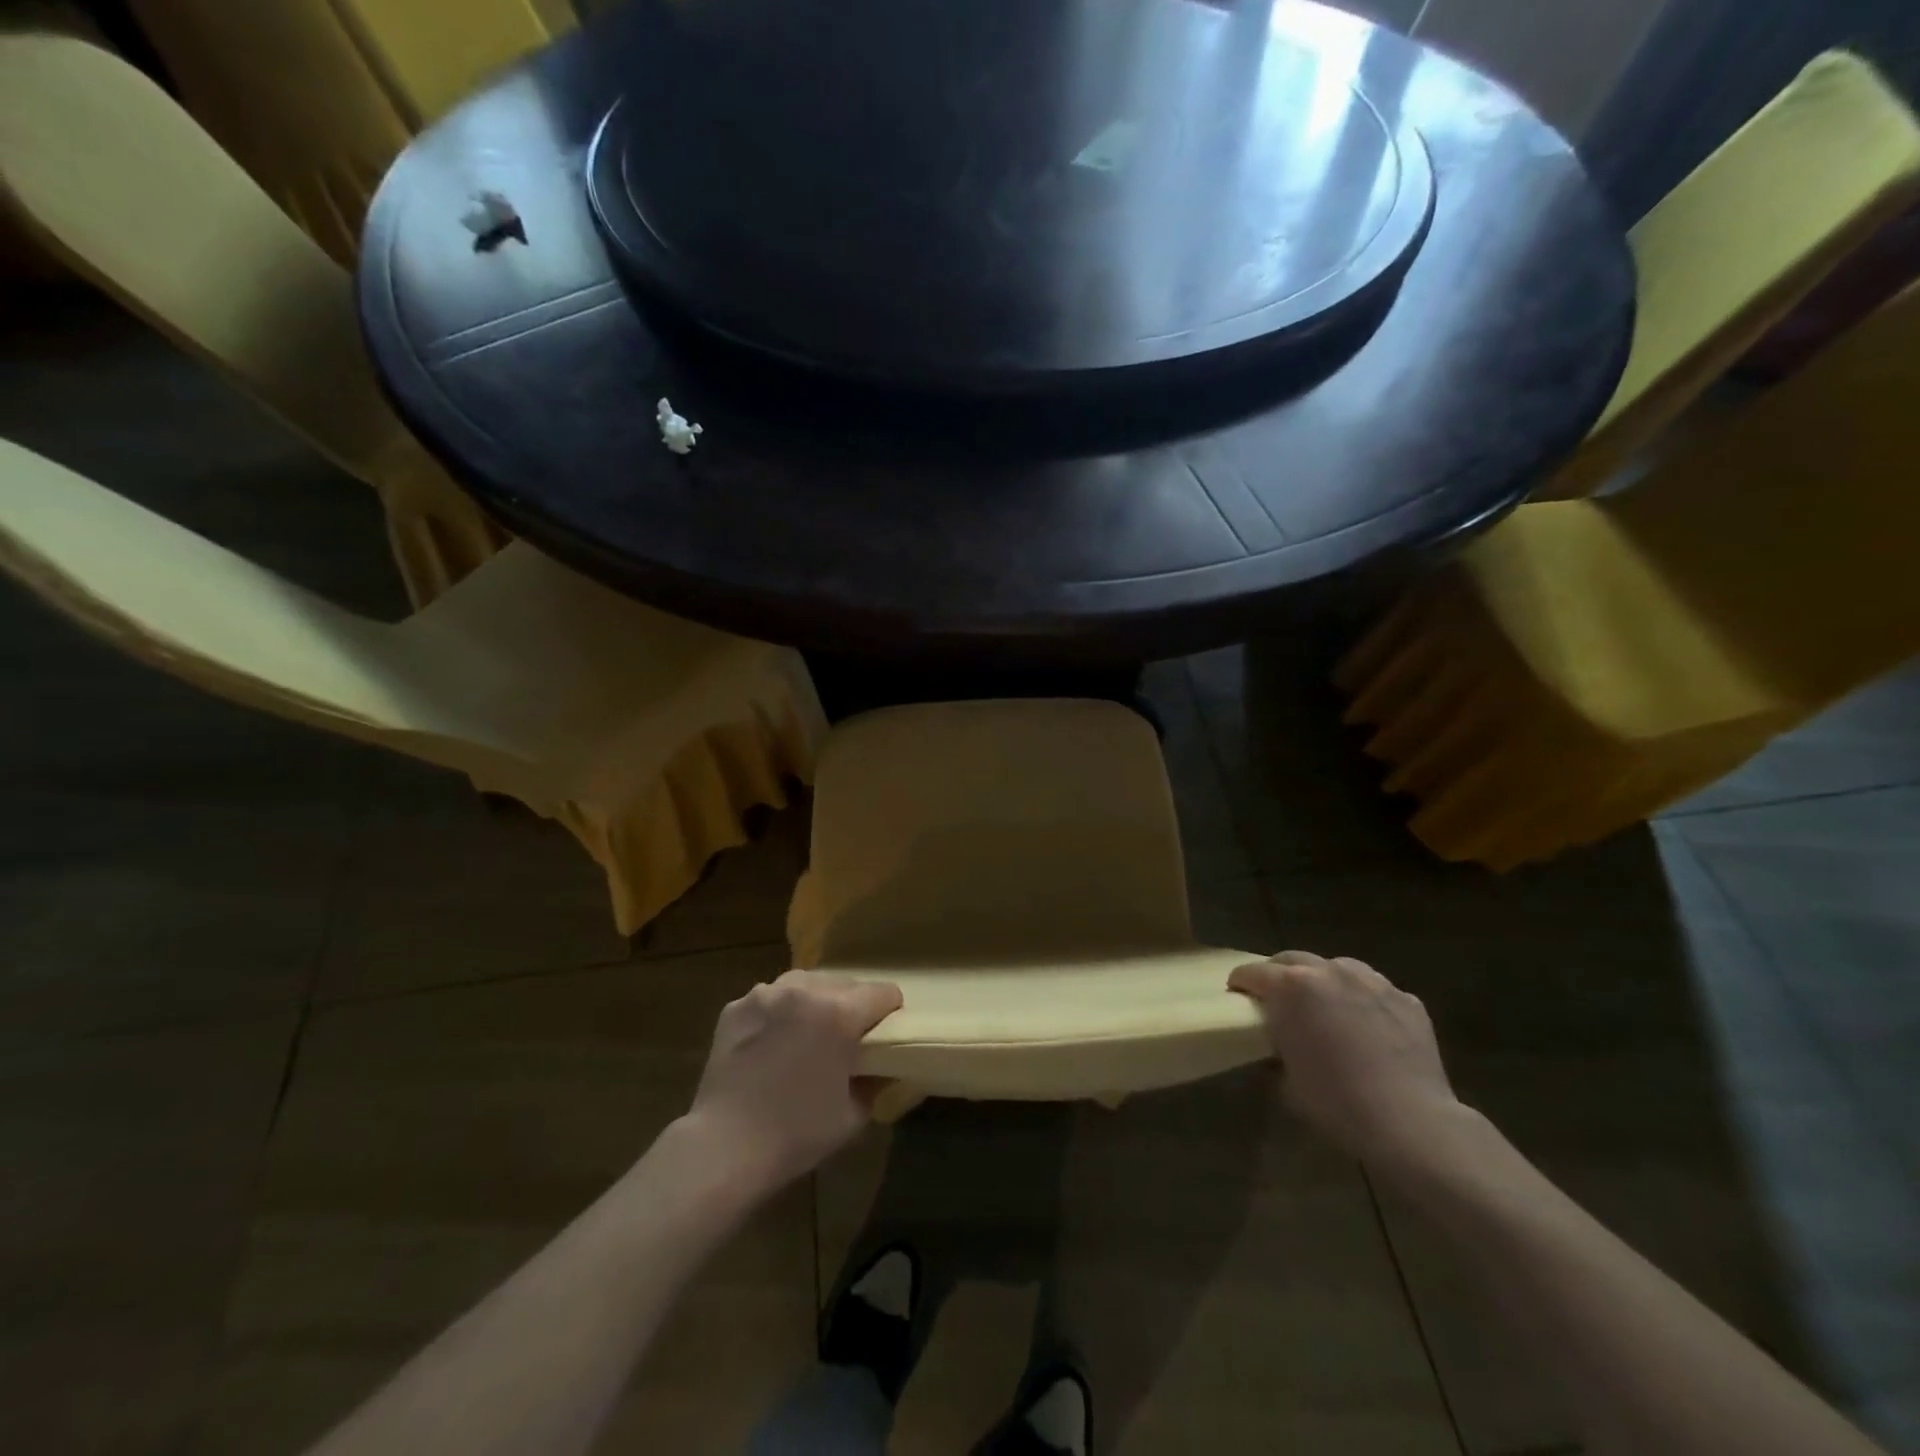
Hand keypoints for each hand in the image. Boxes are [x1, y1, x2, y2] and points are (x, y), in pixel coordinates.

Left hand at [683, 970, 902, 1198]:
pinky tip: (771, 1043)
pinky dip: (779, 1012)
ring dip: (815, 1002)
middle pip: (846, 984)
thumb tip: (882, 1067)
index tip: (882, 1037)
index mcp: (839, 1012)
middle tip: (844, 1042)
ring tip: (806, 1036)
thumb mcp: (853, 1115)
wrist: (724, 1147)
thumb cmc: (796, 1134)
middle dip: (851, 1008)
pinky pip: (771, 998)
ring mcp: (766, 994)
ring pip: (807, 983)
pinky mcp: (737, 1006)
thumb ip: (875, 1081)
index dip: (890, 1014)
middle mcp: (805, 990)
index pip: (884, 993)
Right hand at [1229, 951, 1463, 1170]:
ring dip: (1322, 980)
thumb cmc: (1336, 1103)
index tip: (1237, 996)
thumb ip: (1276, 1051)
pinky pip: (1374, 989)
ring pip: (1336, 967)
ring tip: (1324, 1004)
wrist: (1410, 1123)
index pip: (1252, 972)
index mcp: (1291, 987)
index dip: (1240, 983)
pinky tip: (1366, 1024)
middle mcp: (1329, 972)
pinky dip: (1362, 999)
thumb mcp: (1286, 1082)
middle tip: (1276, 998)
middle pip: (1292, 959)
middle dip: (1278, 974)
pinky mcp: (1406, 999)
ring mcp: (1372, 982)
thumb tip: (1276, 1047)